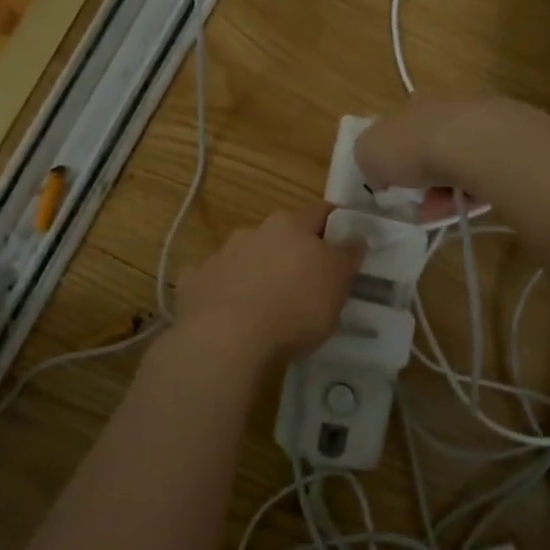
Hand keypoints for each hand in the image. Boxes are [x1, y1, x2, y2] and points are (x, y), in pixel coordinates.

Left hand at [172, 205, 365, 366]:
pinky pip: (213, 280)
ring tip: (264, 301)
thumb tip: (355, 236)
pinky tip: (226, 312)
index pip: (319, 212)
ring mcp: (219, 255)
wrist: (227, 337)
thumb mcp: (337, 284)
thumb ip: (347, 256)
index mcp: (290, 226)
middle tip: (304, 278)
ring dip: (255, 269)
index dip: (334, 223)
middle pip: (279, 233)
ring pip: (244, 255)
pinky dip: (222, 290)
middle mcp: (253, 231)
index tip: (343, 238)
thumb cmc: (295, 308)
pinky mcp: (194, 280)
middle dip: (291, 249)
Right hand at [354, 94, 537, 208]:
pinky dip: (472, 190)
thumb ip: (368, 158)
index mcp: (412, 104)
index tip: (392, 184)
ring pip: (458, 162)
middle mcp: (446, 107)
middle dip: (422, 179)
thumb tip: (378, 169)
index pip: (399, 130)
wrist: (475, 144)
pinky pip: (483, 172)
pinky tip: (466, 205)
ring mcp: (480, 122)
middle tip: (419, 205)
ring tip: (442, 211)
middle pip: (430, 147)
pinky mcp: (507, 142)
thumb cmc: (413, 147)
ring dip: (446, 189)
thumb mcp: (368, 152)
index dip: (393, 159)